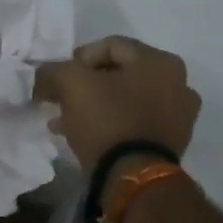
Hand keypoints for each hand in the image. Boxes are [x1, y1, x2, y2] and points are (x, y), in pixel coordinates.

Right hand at [34, 36, 199, 174]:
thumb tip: (43, 76)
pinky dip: (109, 124)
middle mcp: (178, 84)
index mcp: (161, 62)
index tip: (58, 78)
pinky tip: (83, 136)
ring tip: (65, 120)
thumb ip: (52, 71)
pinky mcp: (170, 143)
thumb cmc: (107, 119)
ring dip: (94, 106)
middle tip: (60, 99)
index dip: (77, 58)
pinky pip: (133, 123)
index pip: (111, 46)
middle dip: (85, 85)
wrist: (133, 176)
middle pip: (119, 74)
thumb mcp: (70, 83)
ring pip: (125, 100)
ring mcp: (179, 116)